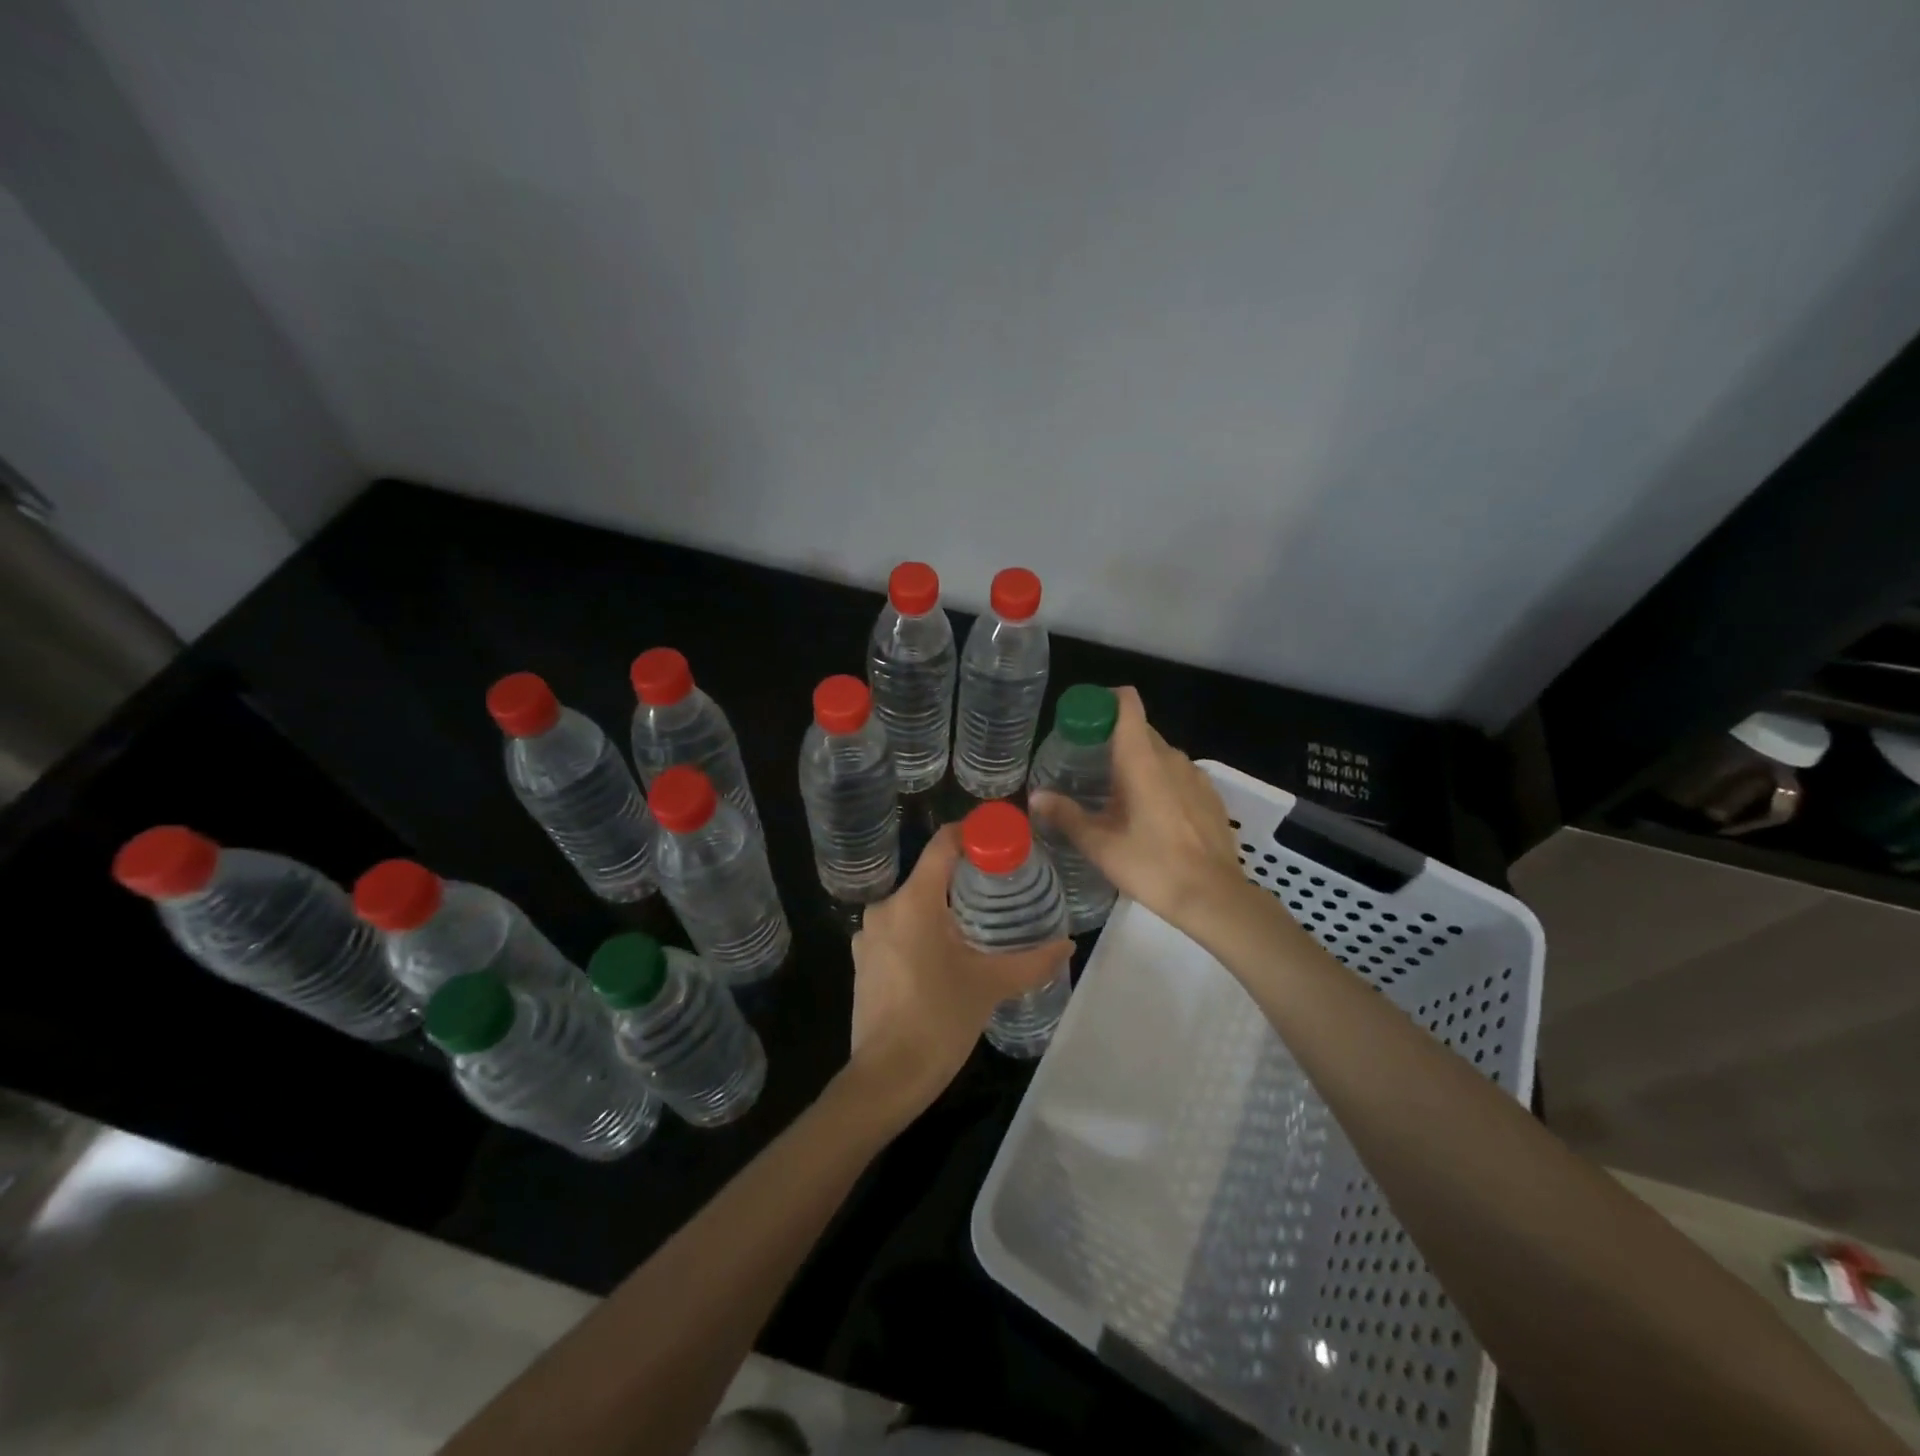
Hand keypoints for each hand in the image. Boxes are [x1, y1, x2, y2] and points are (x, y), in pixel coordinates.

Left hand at [845, 826, 1072, 1119]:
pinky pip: (898, 929)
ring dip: (943, 907)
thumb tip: (1068, 944)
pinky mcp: (863, 960)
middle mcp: (885, 908)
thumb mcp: (990, 985)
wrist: (886, 1077)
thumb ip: (1032, 961)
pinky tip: (946, 953)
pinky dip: (922, 930)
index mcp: (913, 901)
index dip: (972, 834)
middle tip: (1002, 887)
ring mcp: (868, 935)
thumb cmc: (939, 1020)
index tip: (1001, 839)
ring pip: (913, 904)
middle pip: (929, 875)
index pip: (942, 844)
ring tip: (979, 922)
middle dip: (965, 877)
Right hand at [1031, 686, 1245, 931]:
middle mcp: (1171, 757)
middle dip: (1112, 738)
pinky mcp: (1210, 796)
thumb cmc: (1152, 866)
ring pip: (1159, 754)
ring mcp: (1195, 775)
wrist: (1214, 898)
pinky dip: (1159, 782)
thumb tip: (1036, 797)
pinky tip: (1149, 816)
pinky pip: (1177, 775)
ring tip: (1114, 794)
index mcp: (1141, 759)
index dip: (1104, 700)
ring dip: (1136, 763)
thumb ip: (1066, 815)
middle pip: (1139, 728)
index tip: (1082, 720)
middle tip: (1085, 765)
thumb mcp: (1100, 845)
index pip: (1127, 703)